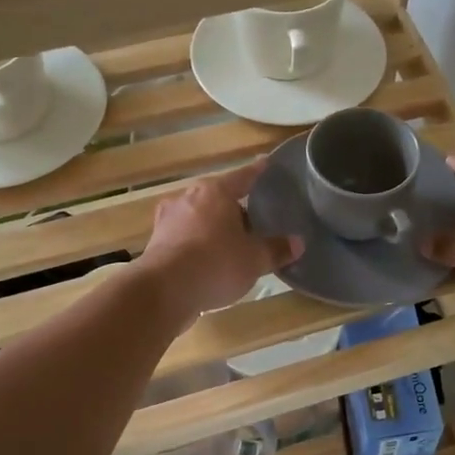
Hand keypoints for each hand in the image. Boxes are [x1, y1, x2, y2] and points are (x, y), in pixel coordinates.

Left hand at [136, 162, 301, 315]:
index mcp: (215, 193)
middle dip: (234, 208)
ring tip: (231, 244)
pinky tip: (208, 262)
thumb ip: (276, 249)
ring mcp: (168, 221)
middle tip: (253, 219)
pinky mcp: (156, 244)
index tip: (265, 164)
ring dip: (214, 228)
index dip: (257, 172)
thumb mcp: (254, 259)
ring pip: (199, 218)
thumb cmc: (216, 264)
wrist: (164, 291)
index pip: (242, 177)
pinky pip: (185, 239)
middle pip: (217, 198)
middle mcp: (188, 199)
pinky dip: (198, 246)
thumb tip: (298, 243)